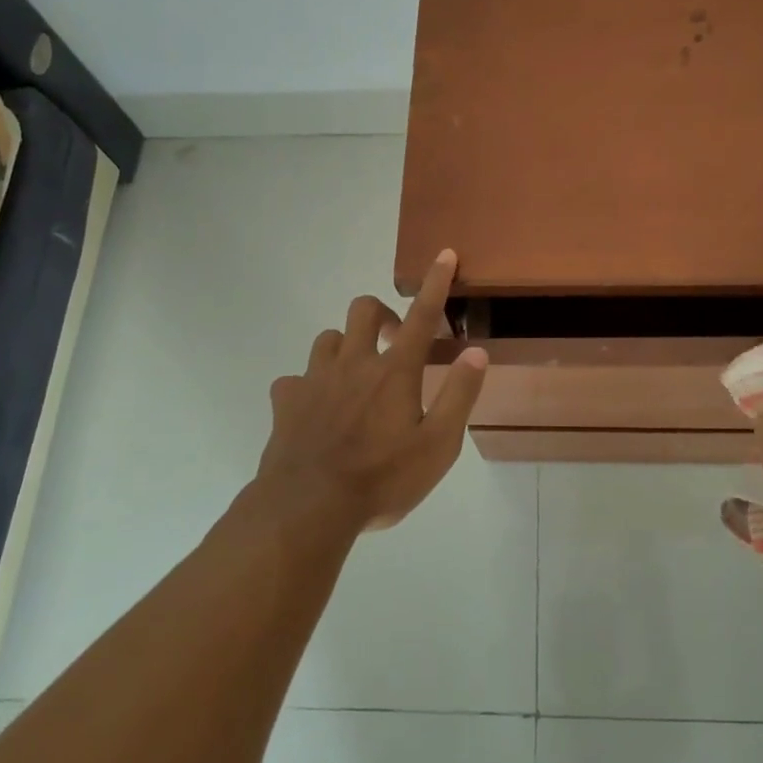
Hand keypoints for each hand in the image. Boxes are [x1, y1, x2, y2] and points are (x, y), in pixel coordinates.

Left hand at [254, 250, 488, 529]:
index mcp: (394, 372)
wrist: (307, 508)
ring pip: (328, 338)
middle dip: (382, 314)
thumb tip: (476, 352)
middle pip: (363, 310)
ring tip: (356, 375)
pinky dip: (309, 386)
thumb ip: (459, 396)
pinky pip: (295, 378)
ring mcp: (314, 379)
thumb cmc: (382, 479)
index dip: (436, 283)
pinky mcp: (286, 401)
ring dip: (346, 346)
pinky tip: (315, 409)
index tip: (443, 254)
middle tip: (395, 342)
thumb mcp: (437, 446)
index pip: (422, 316)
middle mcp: (353, 364)